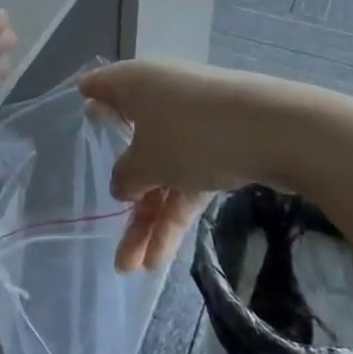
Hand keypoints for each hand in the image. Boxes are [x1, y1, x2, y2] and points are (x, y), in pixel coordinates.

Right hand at [80, 58, 283, 272]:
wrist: (277, 131)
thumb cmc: (193, 134)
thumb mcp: (146, 161)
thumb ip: (125, 176)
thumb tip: (123, 185)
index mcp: (135, 84)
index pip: (99, 87)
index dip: (86, 105)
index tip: (75, 129)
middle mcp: (160, 98)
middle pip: (132, 144)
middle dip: (123, 194)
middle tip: (107, 233)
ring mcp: (193, 123)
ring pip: (162, 171)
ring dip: (148, 218)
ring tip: (133, 268)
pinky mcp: (222, 146)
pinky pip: (188, 180)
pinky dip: (176, 214)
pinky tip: (162, 257)